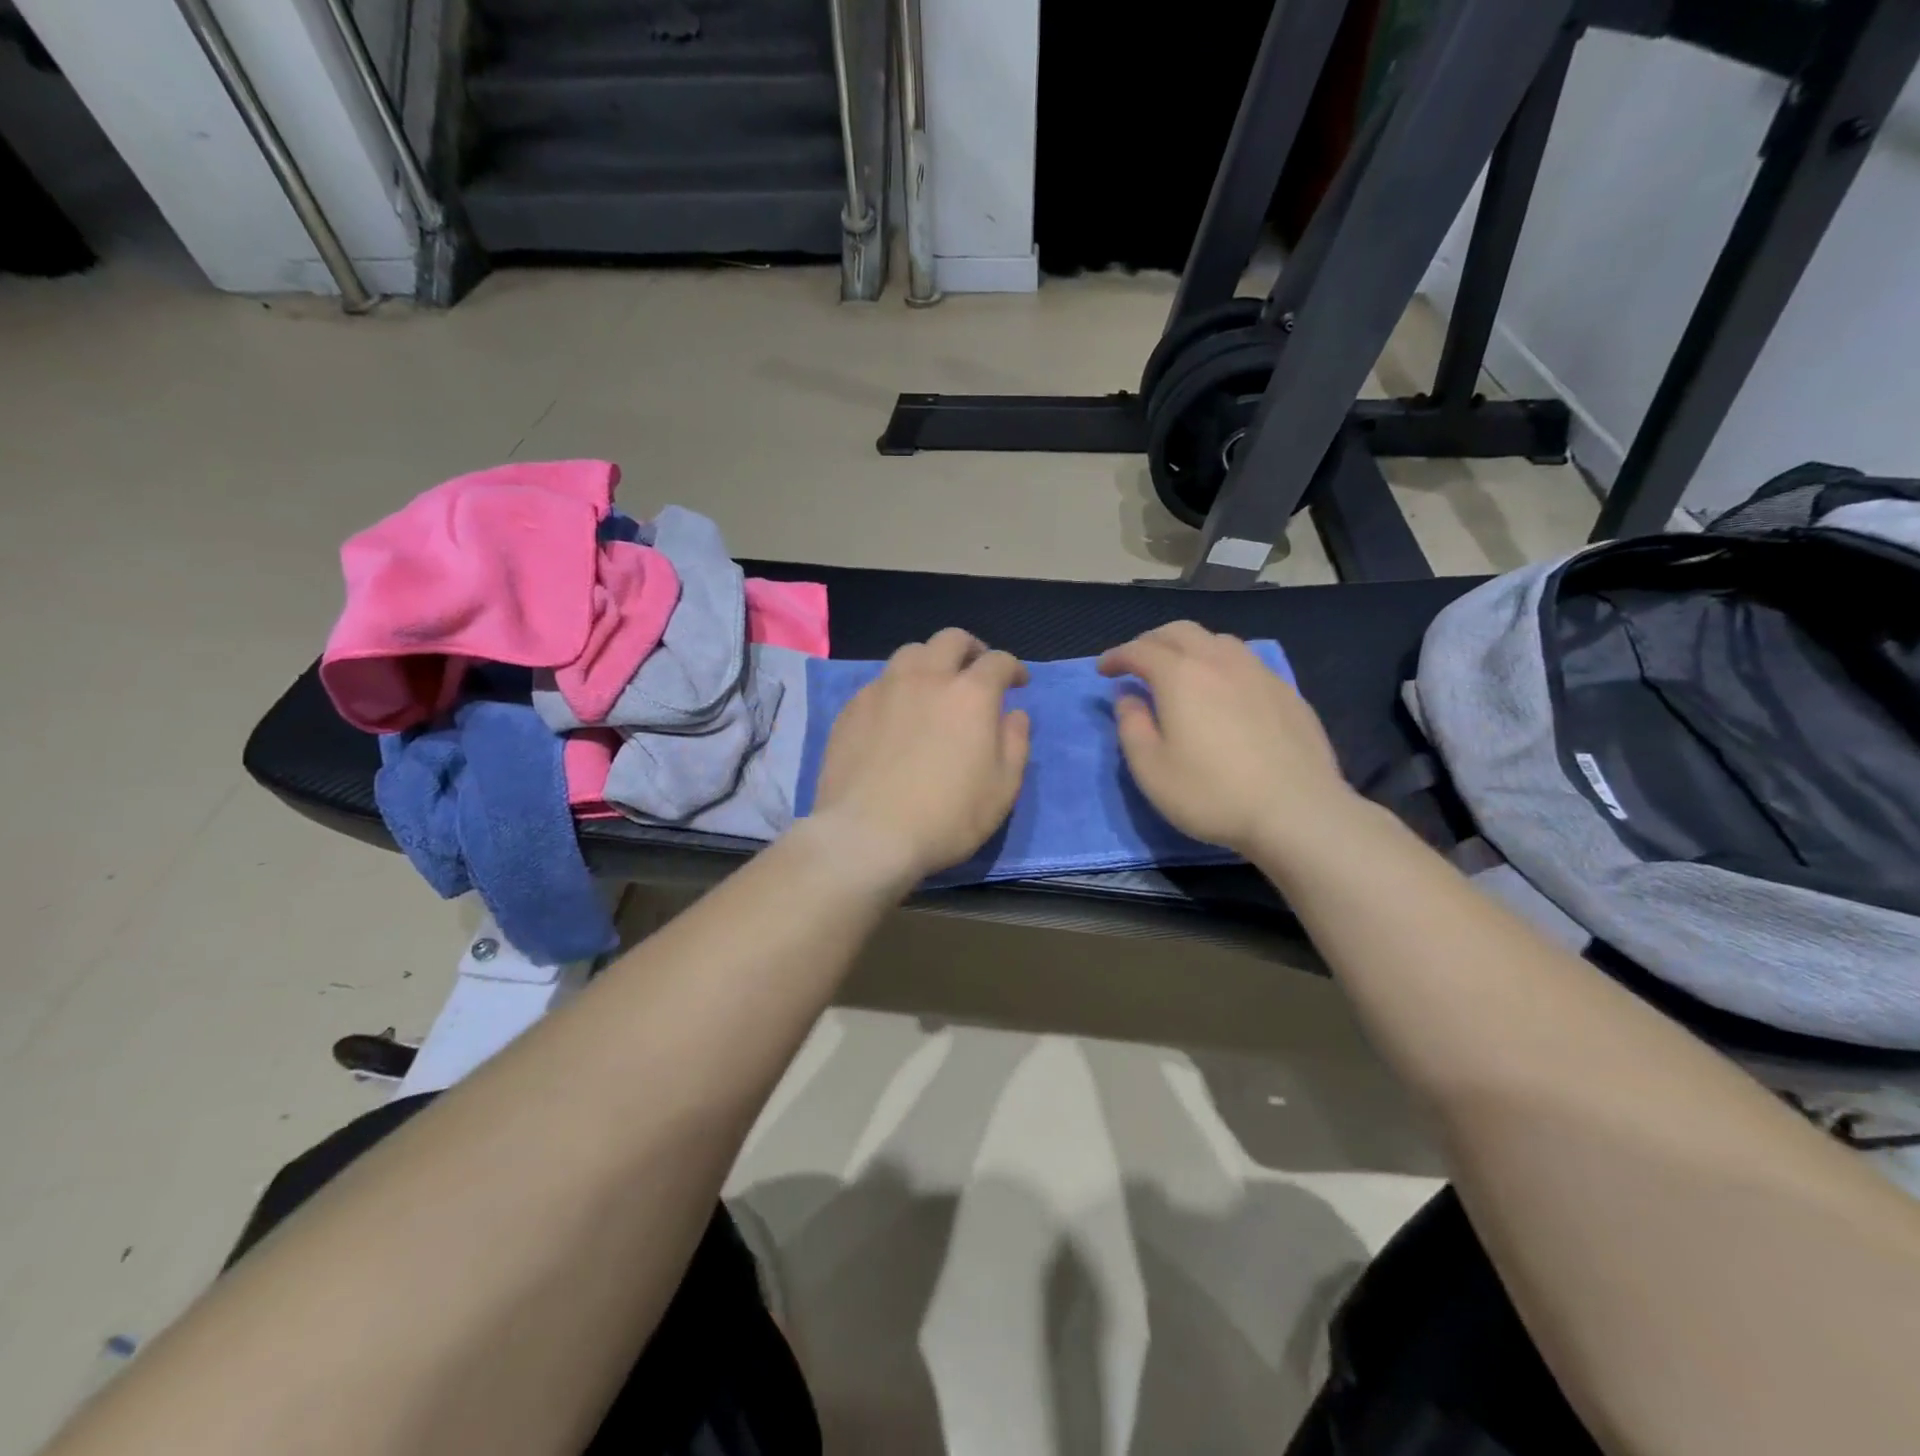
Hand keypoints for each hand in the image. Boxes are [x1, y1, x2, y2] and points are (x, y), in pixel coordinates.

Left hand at [810, 629, 1030, 883]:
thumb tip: (1015, 714)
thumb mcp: (1003, 788)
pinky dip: (897, 687)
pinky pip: (880, 682)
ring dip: (930, 661)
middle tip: (975, 671)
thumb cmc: (947, 817)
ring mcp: (884, 689)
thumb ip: (1015, 743)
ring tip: (933, 686)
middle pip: (951, 640)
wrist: (868, 835)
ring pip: (910, 653)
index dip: (1013, 668)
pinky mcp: (852, 708)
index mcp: (970, 693)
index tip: (1018, 683)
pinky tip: (896, 714)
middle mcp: (927, 678)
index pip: (998, 661)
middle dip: (971, 649)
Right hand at [1098, 621, 1356, 857]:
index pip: (1140, 650)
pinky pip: (1244, 661)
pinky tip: (1223, 691)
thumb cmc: (1212, 793)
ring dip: (1188, 647)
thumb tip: (1128, 697)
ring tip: (1179, 671)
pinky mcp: (1286, 691)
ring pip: (1216, 640)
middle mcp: (1219, 661)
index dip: (1117, 656)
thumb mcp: (1151, 769)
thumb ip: (1131, 726)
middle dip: (1151, 641)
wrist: (1297, 812)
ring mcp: (1258, 672)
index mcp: (1180, 675)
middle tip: (1136, 663)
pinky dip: (1220, 664)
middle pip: (1179, 632)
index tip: (1103, 670)